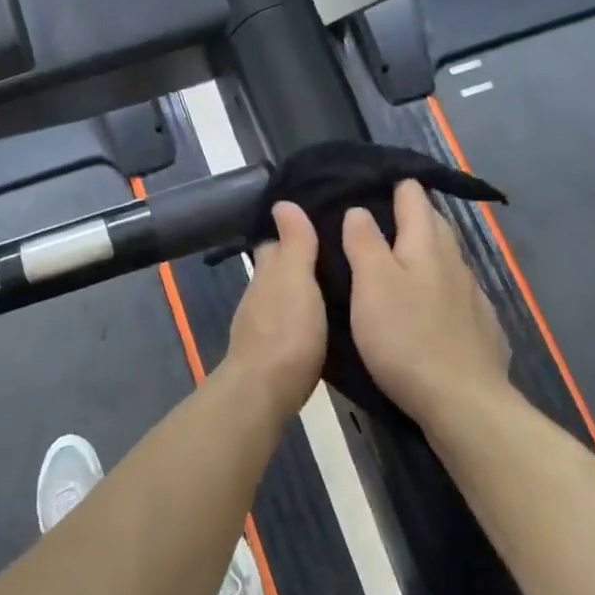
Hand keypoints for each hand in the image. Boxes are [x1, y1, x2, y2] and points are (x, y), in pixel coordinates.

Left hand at [223, 202, 326, 416]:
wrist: (264, 391)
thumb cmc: (287, 332)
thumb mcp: (297, 280)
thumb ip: (294, 244)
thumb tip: (282, 203)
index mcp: (267, 273)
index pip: (274, 242)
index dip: (292, 232)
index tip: (318, 223)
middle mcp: (259, 294)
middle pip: (277, 269)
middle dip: (298, 260)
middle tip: (334, 254)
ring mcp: (260, 325)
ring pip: (281, 296)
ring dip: (301, 289)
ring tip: (334, 285)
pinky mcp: (270, 352)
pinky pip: (287, 323)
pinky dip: (300, 316)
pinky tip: (320, 322)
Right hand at [342, 181, 510, 426]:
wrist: (463, 402)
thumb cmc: (406, 337)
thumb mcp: (372, 285)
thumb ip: (364, 242)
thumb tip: (359, 209)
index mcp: (426, 244)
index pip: (413, 197)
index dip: (395, 184)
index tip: (371, 180)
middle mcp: (454, 261)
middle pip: (434, 223)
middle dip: (410, 211)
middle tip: (377, 212)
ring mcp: (472, 295)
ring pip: (446, 257)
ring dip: (423, 247)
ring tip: (396, 253)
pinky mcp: (479, 326)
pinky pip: (455, 289)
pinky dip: (437, 282)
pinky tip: (427, 300)